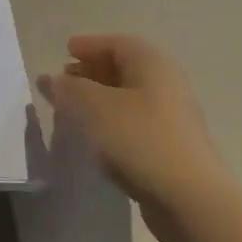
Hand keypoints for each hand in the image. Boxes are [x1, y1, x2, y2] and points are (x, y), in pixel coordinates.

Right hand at [37, 34, 239, 232]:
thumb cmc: (139, 139)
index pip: (118, 43)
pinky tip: (95, 136)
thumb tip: (52, 79)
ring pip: (129, 96)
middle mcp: (167, 83)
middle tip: (65, 79)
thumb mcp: (94, 108)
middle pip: (125, 68)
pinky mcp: (171, 145)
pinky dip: (111, 120)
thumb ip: (69, 89)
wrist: (189, 198)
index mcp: (152, 64)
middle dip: (92, 71)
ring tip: (72, 109)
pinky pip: (134, 121)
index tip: (65, 51)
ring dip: (100, 98)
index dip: (90, 45)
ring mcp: (172, 116)